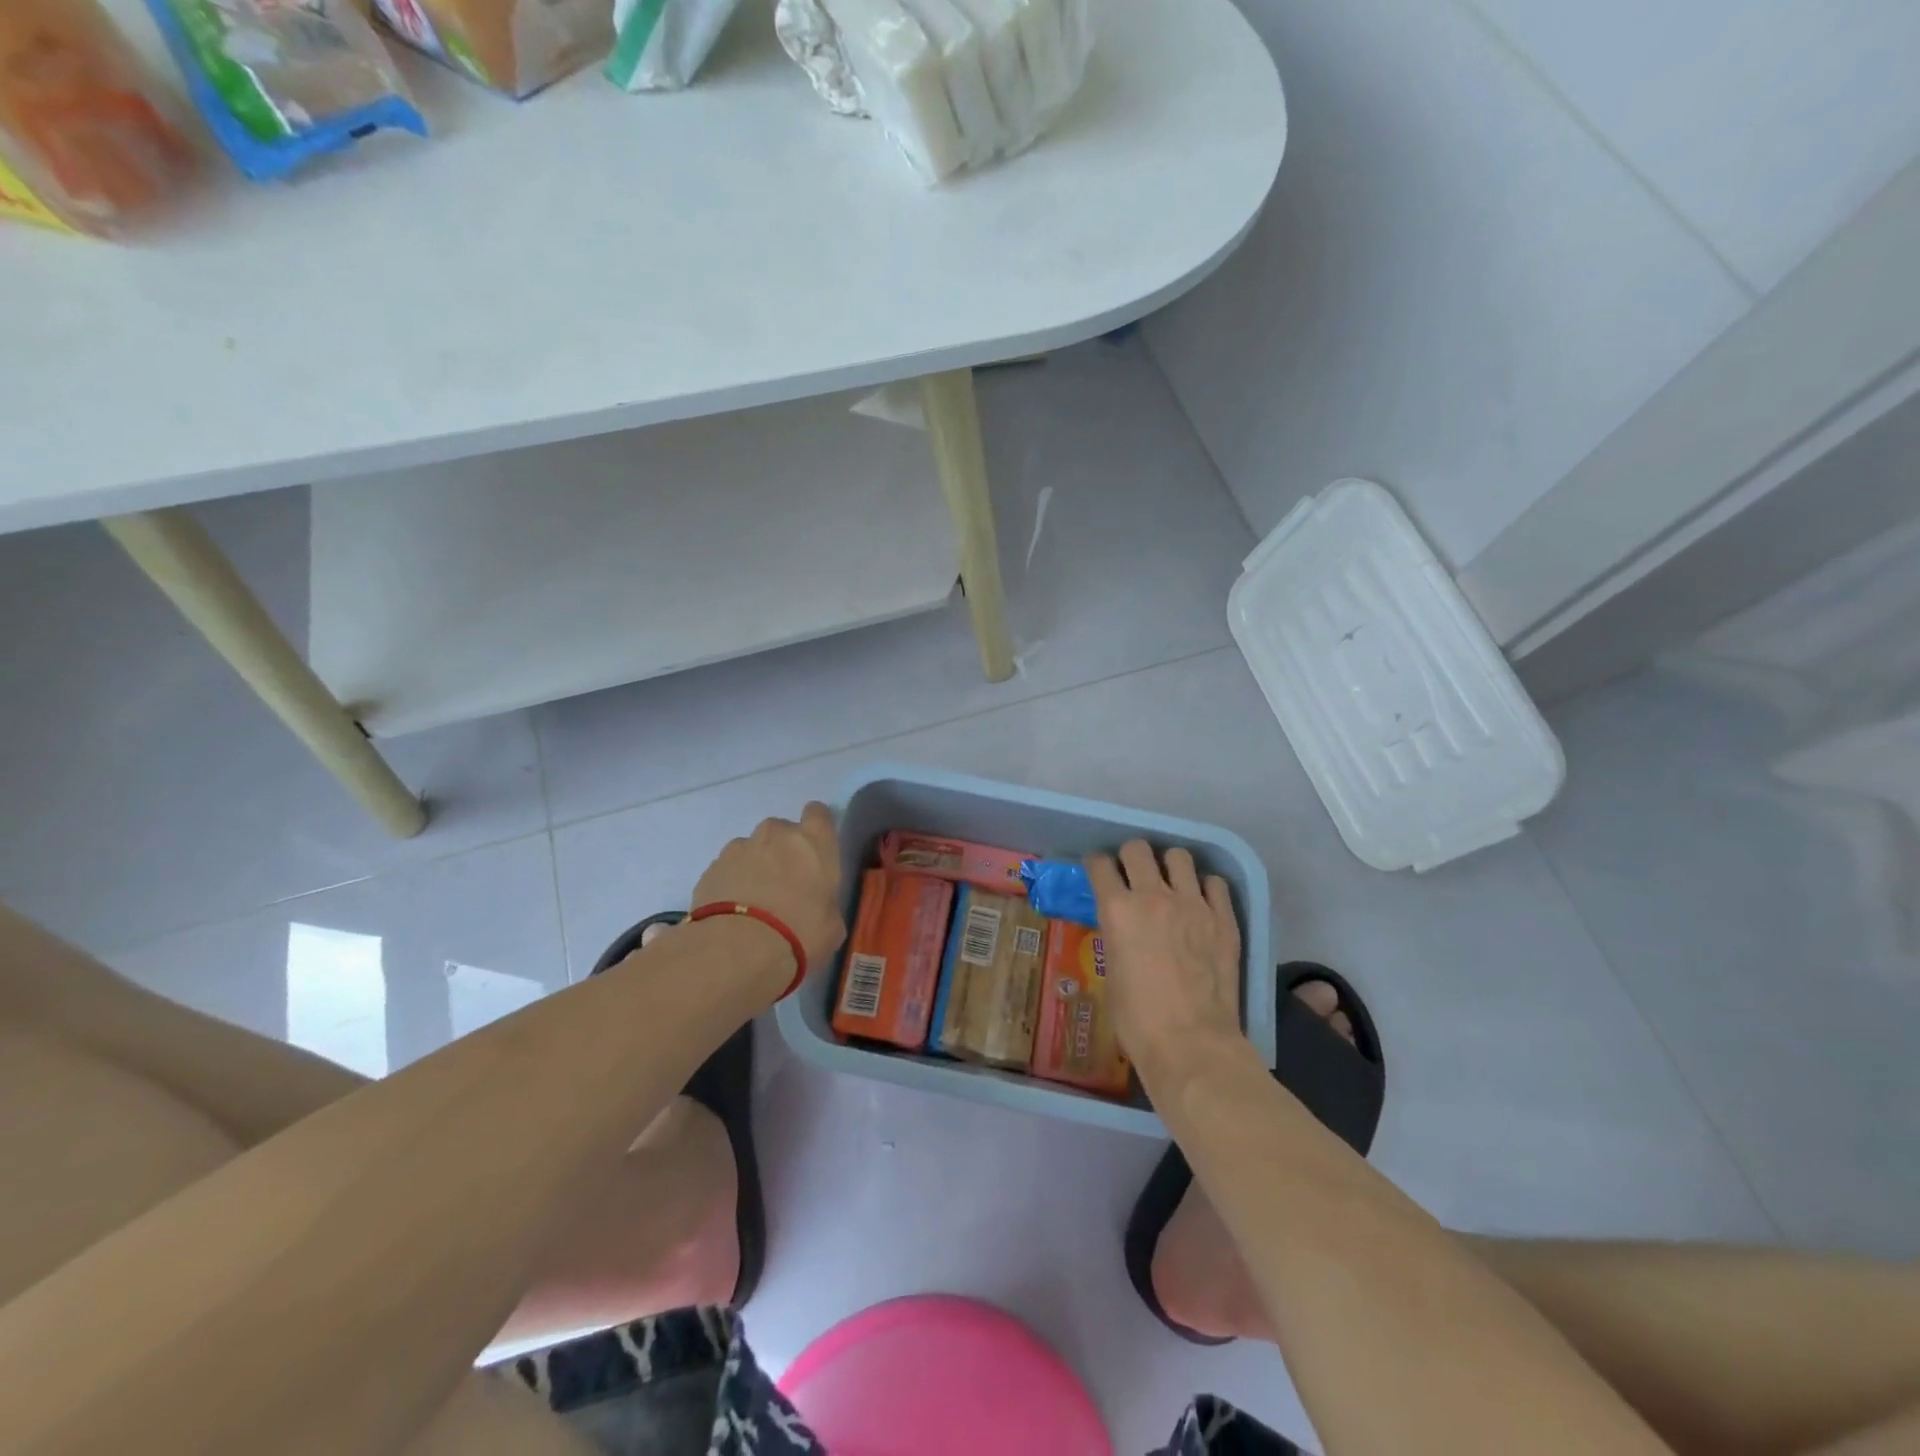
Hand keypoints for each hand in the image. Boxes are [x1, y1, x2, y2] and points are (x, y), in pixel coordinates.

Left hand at [692, 803, 846, 971]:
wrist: (737, 949)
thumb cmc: (799, 933)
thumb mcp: (831, 925)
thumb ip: (826, 904)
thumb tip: (818, 907)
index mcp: (814, 841)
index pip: (818, 813)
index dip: (816, 828)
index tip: (816, 850)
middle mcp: (776, 834)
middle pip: (782, 830)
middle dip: (782, 850)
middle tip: (785, 884)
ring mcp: (740, 847)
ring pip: (751, 848)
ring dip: (755, 866)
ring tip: (754, 902)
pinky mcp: (711, 867)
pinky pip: (727, 868)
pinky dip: (731, 882)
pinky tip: (733, 911)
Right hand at [1085, 841, 1245, 1087]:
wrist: (1192, 1044)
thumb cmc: (1138, 1020)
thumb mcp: (1111, 972)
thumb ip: (1116, 938)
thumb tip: (1124, 929)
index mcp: (1117, 910)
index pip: (1100, 864)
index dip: (1096, 864)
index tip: (1098, 871)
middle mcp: (1153, 896)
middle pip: (1138, 849)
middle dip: (1130, 857)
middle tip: (1132, 874)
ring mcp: (1193, 904)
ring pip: (1179, 857)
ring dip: (1169, 865)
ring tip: (1170, 882)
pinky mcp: (1224, 919)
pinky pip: (1215, 883)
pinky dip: (1204, 887)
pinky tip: (1201, 903)